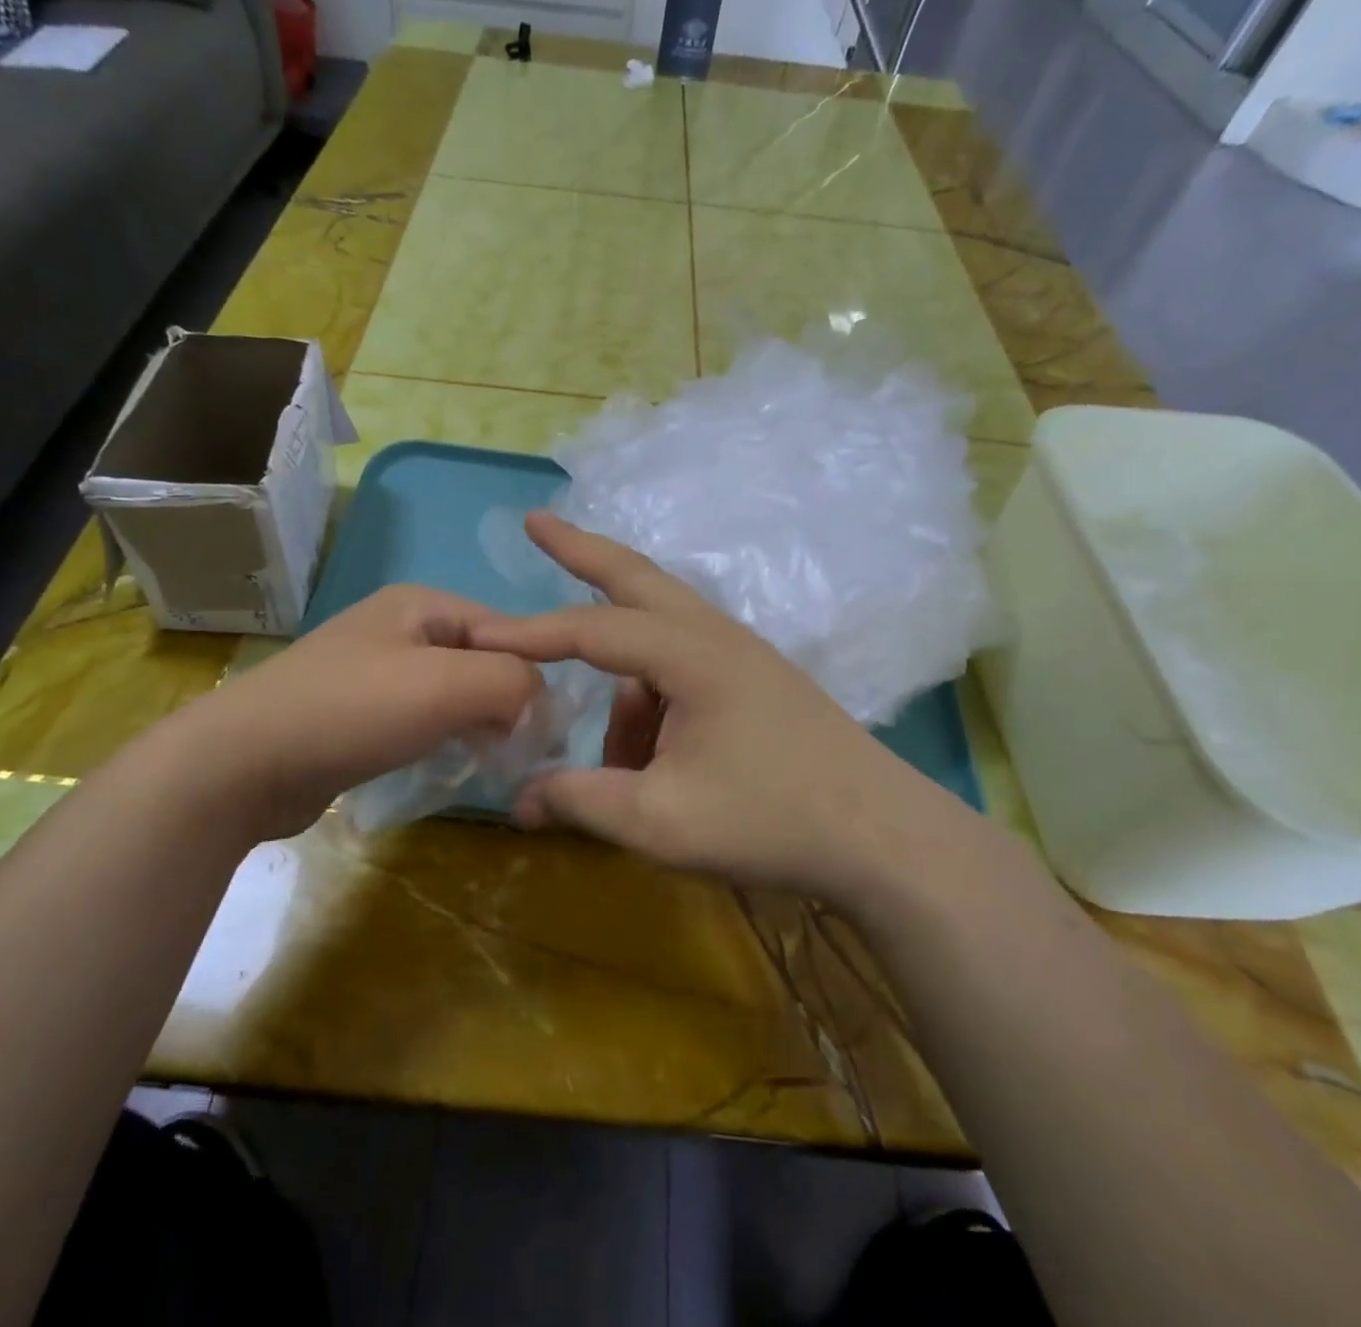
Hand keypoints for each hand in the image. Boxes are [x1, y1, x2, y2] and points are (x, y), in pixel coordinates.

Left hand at [181, 585, 540, 840]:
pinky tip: (449, 765)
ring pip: (453, 693)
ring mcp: (375, 671)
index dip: (533, 675)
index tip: (546, 729)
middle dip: (506, 703)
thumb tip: (539, 702)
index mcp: (421, 604)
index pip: (506, 630)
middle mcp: (400, 628)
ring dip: (478, 725)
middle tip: (520, 751)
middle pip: (480, 661)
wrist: (242, 764)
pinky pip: (422, 719)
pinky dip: (444, 739)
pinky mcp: (359, 714)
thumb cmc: (351, 711)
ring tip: (490, 761)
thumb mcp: (445, 685)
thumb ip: (511, 681)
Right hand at [469, 515, 953, 902]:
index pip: (592, 629)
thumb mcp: (659, 821)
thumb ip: (581, 801)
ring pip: (659, 633)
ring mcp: (740, 654)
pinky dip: (651, 700)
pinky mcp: (754, 680)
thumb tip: (520, 801)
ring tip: (617, 765)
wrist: (884, 838)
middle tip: (536, 523)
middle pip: (636, 577)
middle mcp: (715, 636)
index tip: (477, 637)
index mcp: (691, 654)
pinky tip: (654, 761)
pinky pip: (681, 669)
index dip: (529, 634)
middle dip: (580, 551)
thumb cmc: (772, 821)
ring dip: (620, 676)